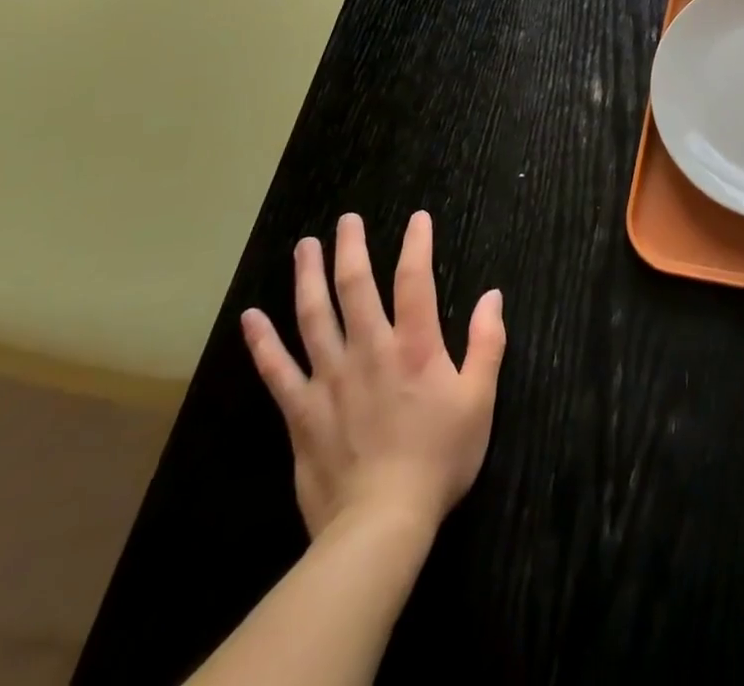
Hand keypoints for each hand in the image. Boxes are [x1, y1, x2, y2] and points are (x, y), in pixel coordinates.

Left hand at [240, 211, 504, 540]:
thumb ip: (486, 344)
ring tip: (304, 246)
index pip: (415, 280)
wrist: (381, 524)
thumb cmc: (439, 458)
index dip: (417, 244)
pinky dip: (262, 342)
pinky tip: (251, 318)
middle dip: (351, 248)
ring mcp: (330, 379)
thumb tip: (492, 297)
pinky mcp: (301, 411)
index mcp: (415, 347)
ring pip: (313, 316)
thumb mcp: (480, 400)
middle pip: (355, 287)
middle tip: (346, 220)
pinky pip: (276, 370)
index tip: (417, 219)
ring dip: (307, 277)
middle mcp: (369, 350)